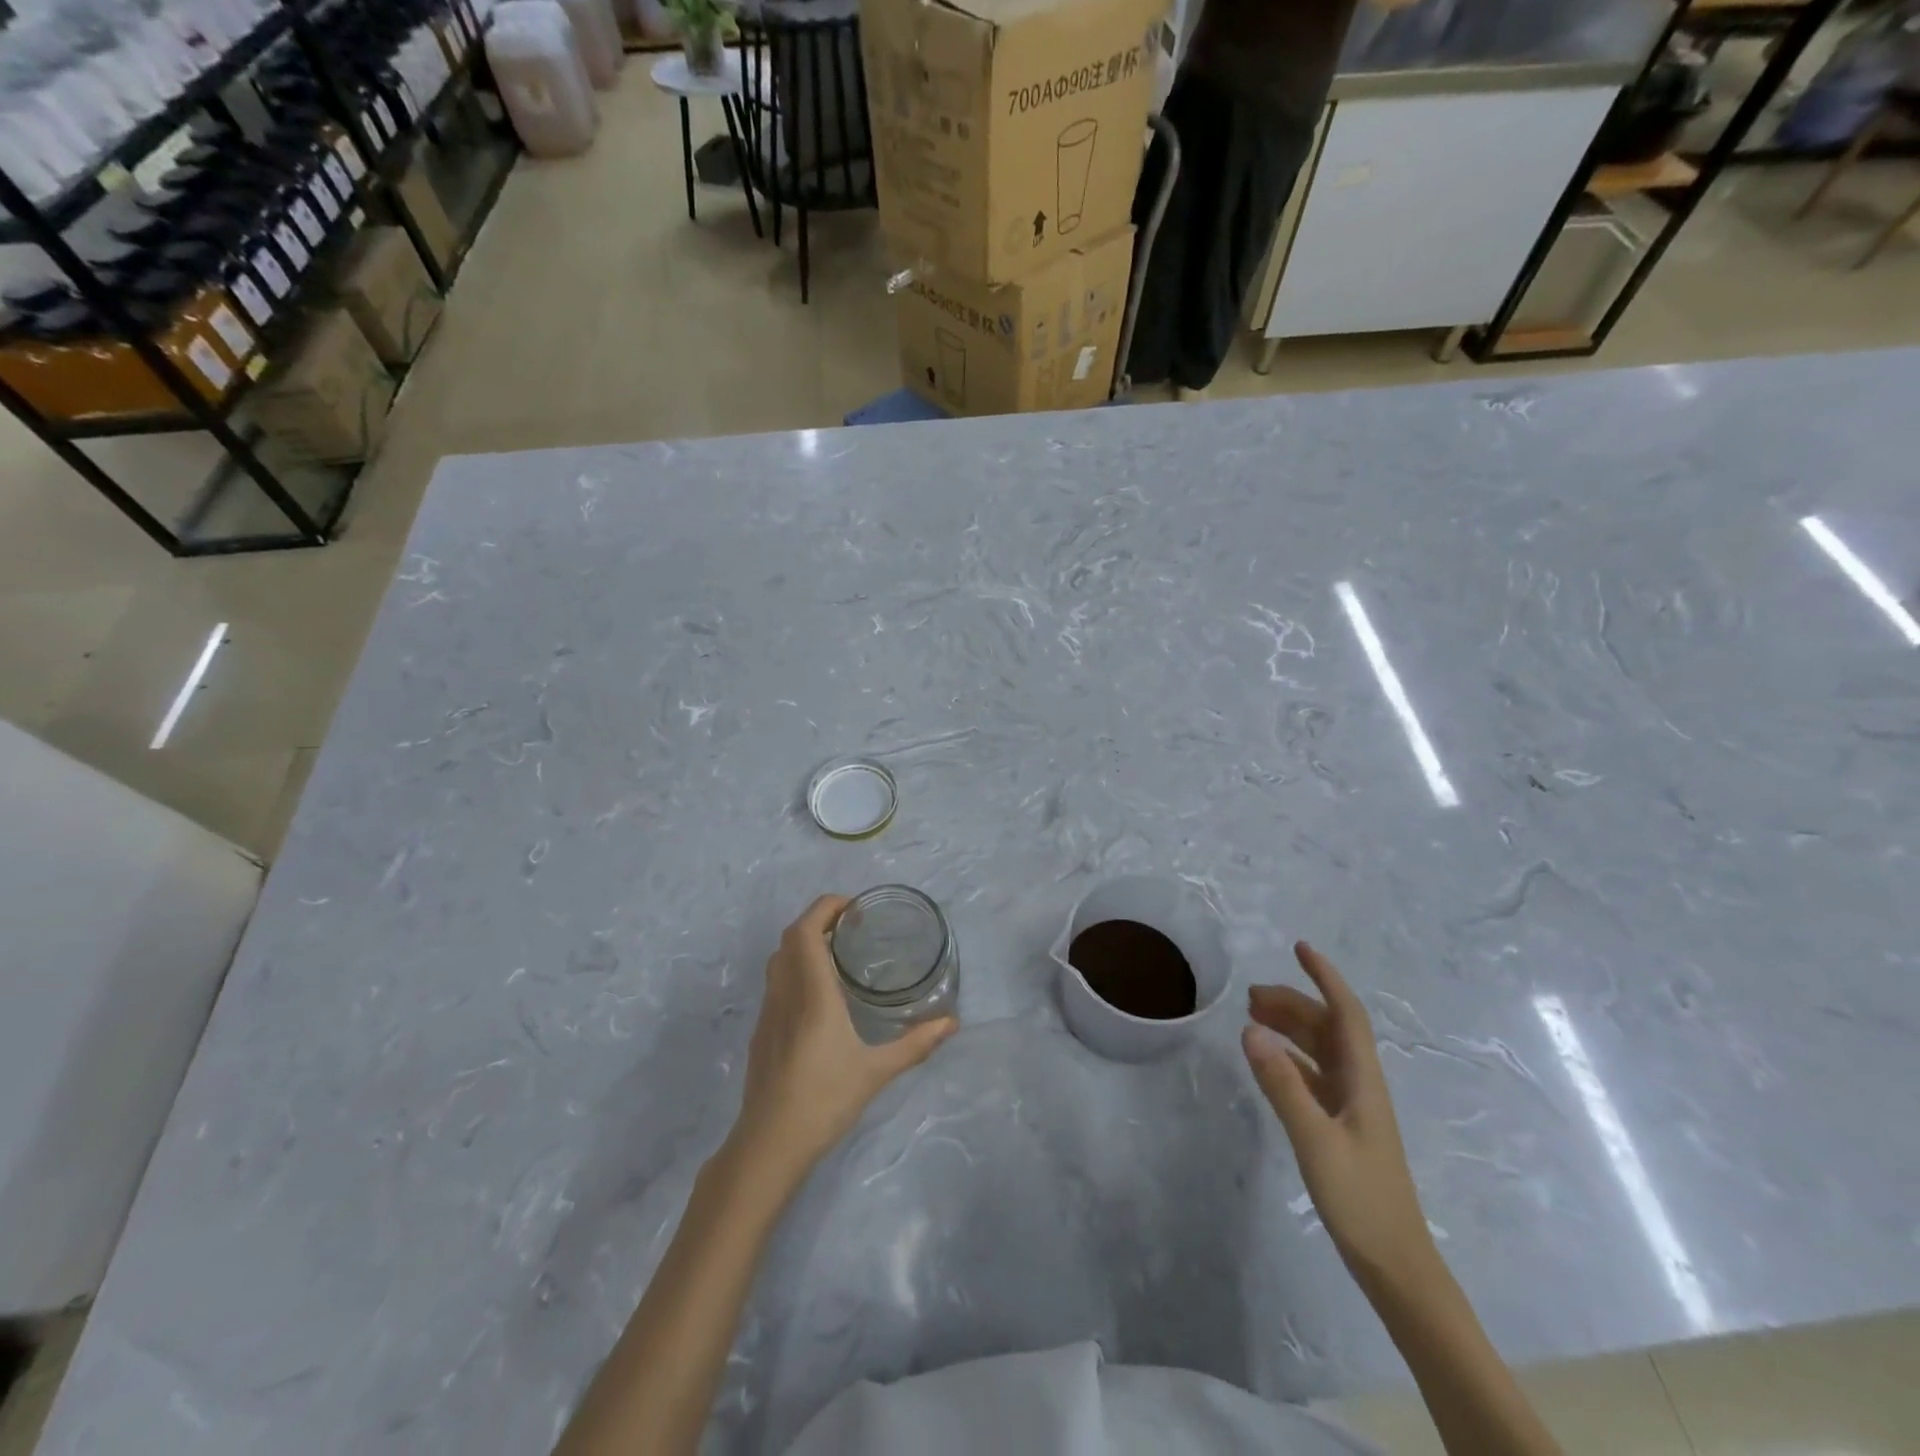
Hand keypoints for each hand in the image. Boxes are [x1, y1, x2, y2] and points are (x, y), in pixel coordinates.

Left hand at [727, 895, 956, 1187]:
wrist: (769, 1144)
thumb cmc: (824, 1100)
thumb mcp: (876, 1072)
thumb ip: (915, 1044)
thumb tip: (952, 1023)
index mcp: (812, 994)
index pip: (805, 931)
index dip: (825, 908)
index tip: (853, 907)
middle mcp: (785, 993)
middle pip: (790, 938)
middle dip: (818, 920)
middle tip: (852, 927)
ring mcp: (768, 1012)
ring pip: (779, 960)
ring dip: (804, 944)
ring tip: (838, 954)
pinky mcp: (762, 1032)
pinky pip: (776, 983)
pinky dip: (795, 969)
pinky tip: (820, 995)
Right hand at [1242, 942, 1437, 1293]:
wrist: (1395, 1265)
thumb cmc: (1360, 1198)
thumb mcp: (1314, 1138)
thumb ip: (1282, 1083)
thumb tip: (1250, 1028)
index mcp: (1362, 1080)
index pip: (1345, 1014)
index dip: (1325, 977)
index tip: (1300, 947)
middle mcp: (1359, 1085)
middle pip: (1328, 1028)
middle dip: (1294, 1002)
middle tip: (1251, 994)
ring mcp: (1351, 1107)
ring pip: (1319, 1050)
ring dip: (1290, 1028)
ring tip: (1252, 1017)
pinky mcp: (1340, 1127)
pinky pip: (1312, 1075)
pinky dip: (1289, 1058)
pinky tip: (1268, 1061)